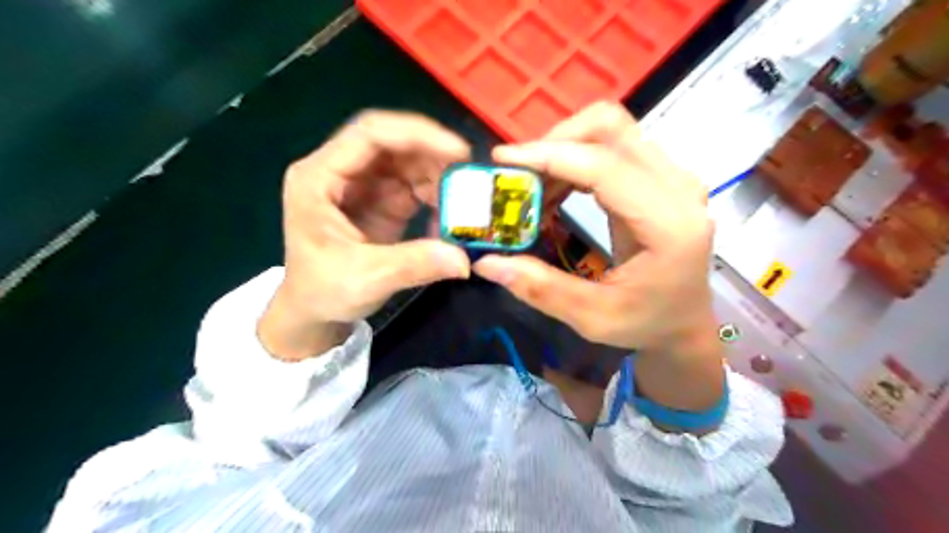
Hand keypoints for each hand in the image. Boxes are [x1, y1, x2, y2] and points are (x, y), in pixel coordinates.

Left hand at [257, 113, 470, 361]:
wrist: (315, 311)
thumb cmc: (323, 290)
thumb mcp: (365, 279)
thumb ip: (413, 265)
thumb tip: (464, 258)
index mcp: (319, 177)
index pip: (369, 135)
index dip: (415, 135)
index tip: (456, 151)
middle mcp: (341, 171)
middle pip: (392, 142)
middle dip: (433, 153)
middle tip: (468, 173)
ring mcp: (364, 184)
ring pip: (407, 160)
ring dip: (438, 174)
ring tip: (463, 198)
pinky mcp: (382, 200)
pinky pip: (415, 184)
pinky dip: (436, 194)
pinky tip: (448, 214)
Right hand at [471, 103, 723, 410]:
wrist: (684, 320)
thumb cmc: (647, 323)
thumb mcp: (593, 318)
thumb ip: (541, 289)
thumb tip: (486, 263)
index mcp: (668, 224)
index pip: (605, 166)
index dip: (550, 156)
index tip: (503, 160)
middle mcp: (677, 188)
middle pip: (611, 128)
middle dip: (554, 142)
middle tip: (517, 176)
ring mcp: (672, 177)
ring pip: (610, 131)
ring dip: (562, 150)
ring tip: (531, 190)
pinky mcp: (659, 177)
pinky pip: (612, 147)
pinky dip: (575, 160)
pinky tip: (554, 191)